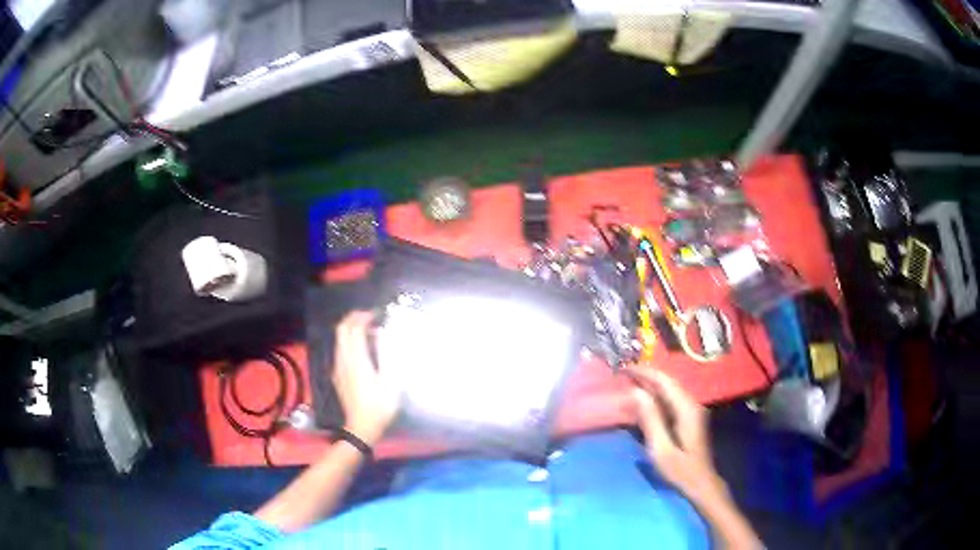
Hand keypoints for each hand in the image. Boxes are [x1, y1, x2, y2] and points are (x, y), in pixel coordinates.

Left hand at [332, 311, 399, 444]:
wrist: (361, 427)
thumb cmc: (380, 406)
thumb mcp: (390, 382)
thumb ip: (386, 354)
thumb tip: (383, 333)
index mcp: (357, 360)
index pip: (354, 329)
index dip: (364, 317)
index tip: (377, 314)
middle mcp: (343, 360)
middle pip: (341, 329)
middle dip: (354, 318)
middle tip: (370, 317)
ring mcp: (338, 367)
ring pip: (339, 338)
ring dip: (351, 328)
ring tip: (368, 330)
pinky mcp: (337, 374)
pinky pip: (340, 349)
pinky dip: (349, 340)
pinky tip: (361, 348)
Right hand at [626, 367, 724, 500]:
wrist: (701, 484)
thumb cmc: (680, 470)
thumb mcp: (661, 449)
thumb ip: (650, 420)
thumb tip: (636, 392)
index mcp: (686, 409)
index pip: (664, 382)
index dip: (644, 373)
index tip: (623, 369)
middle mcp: (691, 404)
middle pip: (667, 383)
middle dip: (645, 376)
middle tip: (621, 375)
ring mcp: (690, 411)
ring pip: (668, 391)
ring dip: (648, 386)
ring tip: (627, 384)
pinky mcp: (687, 419)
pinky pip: (669, 401)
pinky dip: (654, 397)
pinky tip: (641, 401)